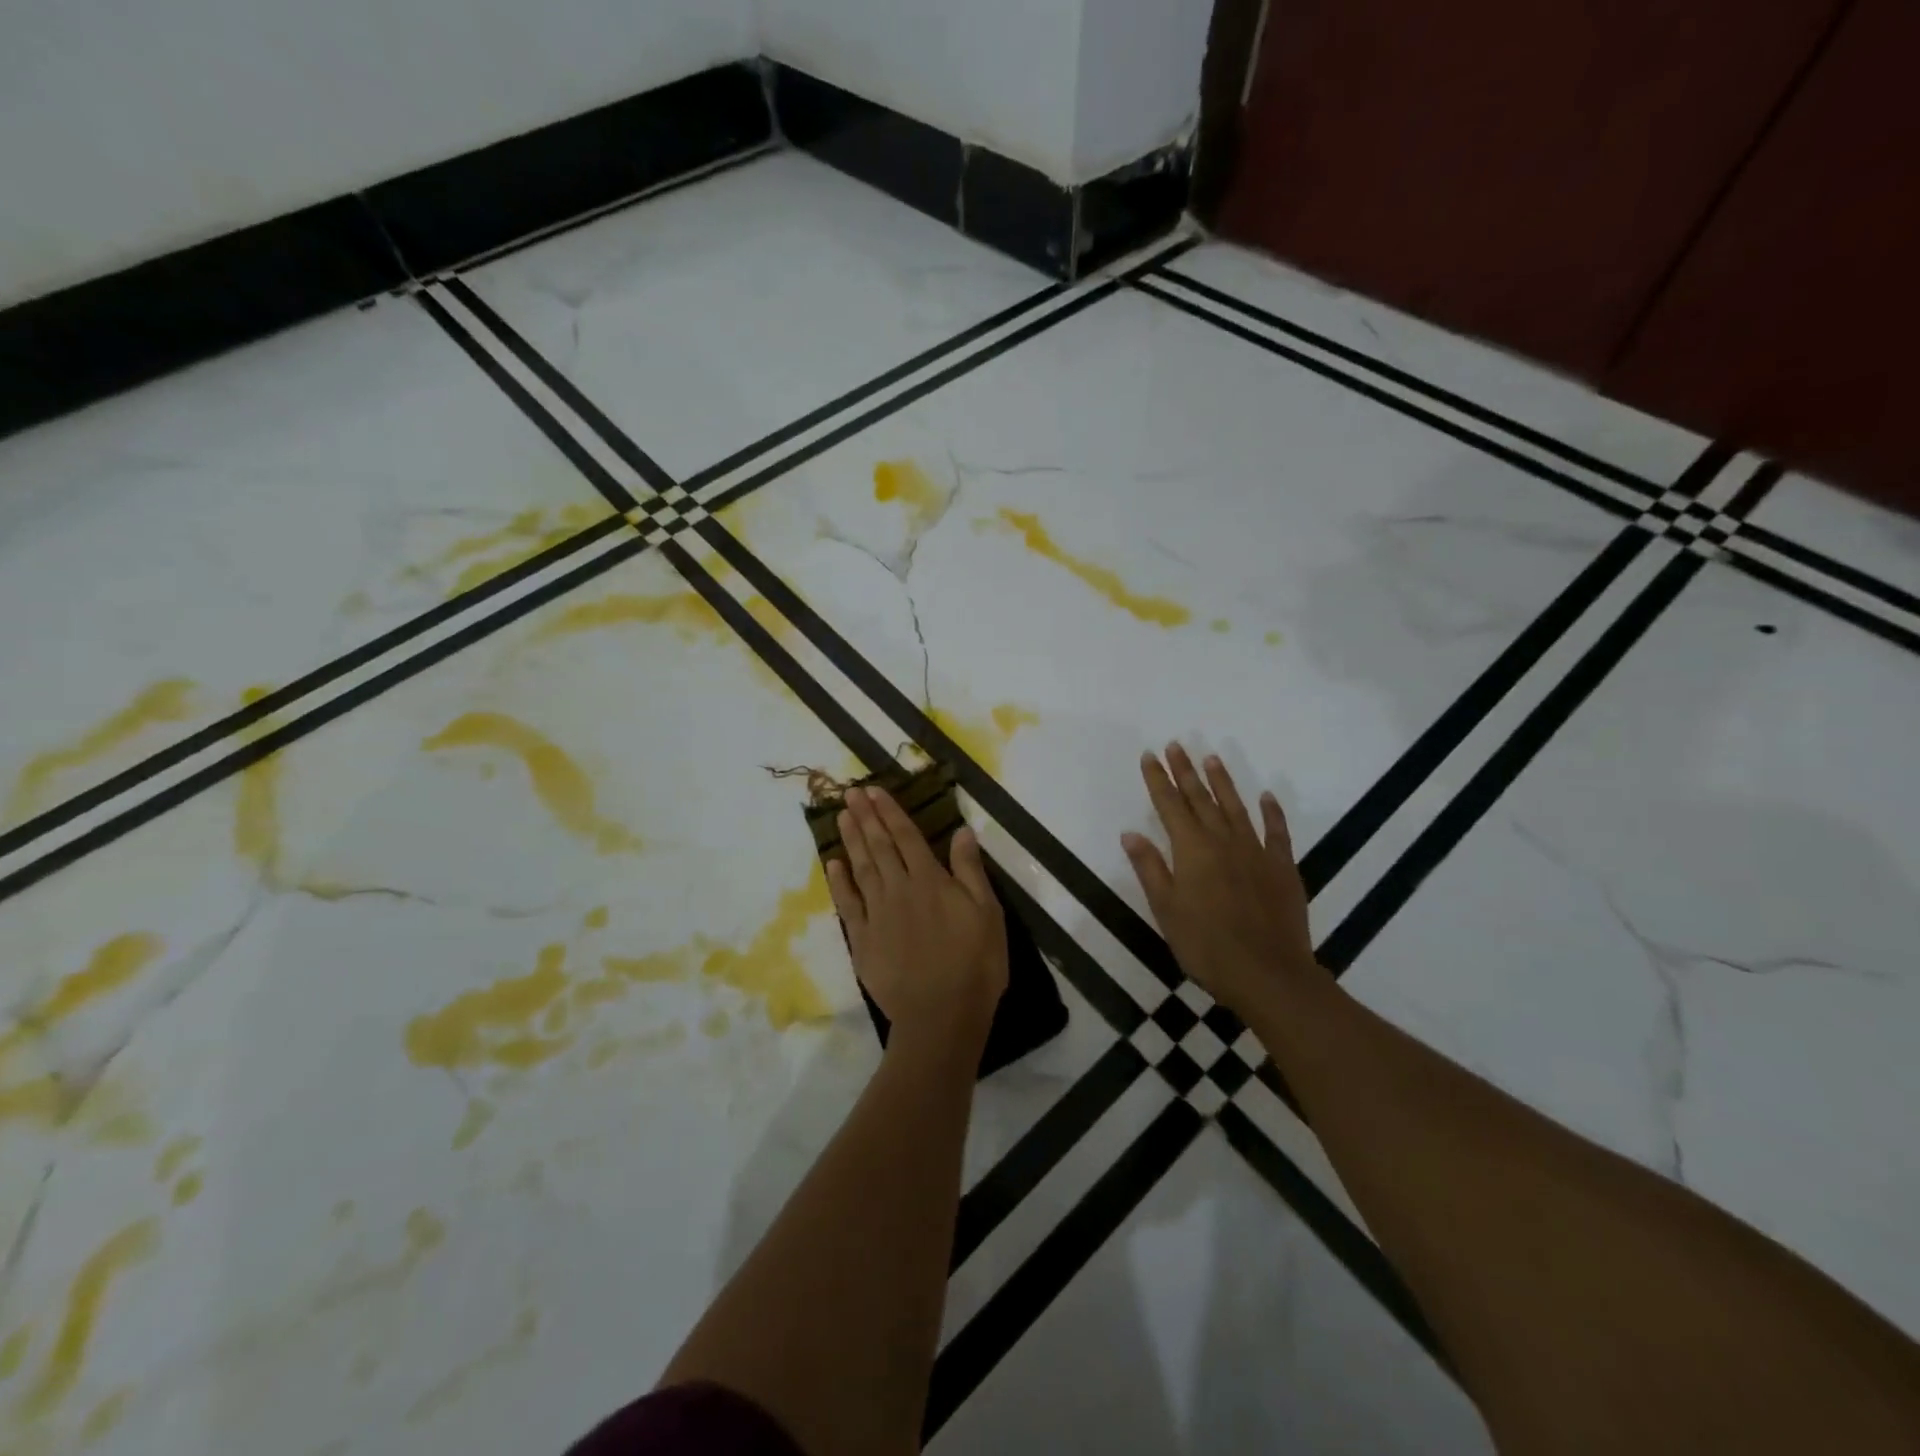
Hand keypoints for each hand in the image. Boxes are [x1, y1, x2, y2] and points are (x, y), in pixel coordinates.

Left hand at [825, 786, 1008, 1053]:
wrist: (941, 1014)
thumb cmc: (974, 963)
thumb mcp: (987, 913)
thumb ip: (970, 870)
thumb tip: (962, 831)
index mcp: (930, 880)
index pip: (906, 837)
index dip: (890, 812)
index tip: (874, 791)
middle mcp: (899, 889)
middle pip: (879, 846)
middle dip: (865, 817)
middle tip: (850, 793)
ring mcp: (877, 914)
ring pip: (861, 868)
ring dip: (851, 840)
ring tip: (841, 816)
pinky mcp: (863, 940)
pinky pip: (848, 904)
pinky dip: (839, 882)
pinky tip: (833, 863)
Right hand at [1120, 744, 1320, 1020]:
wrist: (1268, 974)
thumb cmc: (1206, 945)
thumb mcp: (1166, 909)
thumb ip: (1149, 868)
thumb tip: (1131, 833)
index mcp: (1191, 850)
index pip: (1170, 805)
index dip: (1158, 779)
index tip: (1150, 755)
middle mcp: (1223, 841)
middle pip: (1201, 798)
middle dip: (1186, 771)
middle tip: (1176, 745)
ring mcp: (1256, 851)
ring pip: (1236, 807)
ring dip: (1222, 781)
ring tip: (1211, 758)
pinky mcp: (1283, 867)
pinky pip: (1277, 832)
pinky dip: (1271, 812)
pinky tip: (1267, 796)